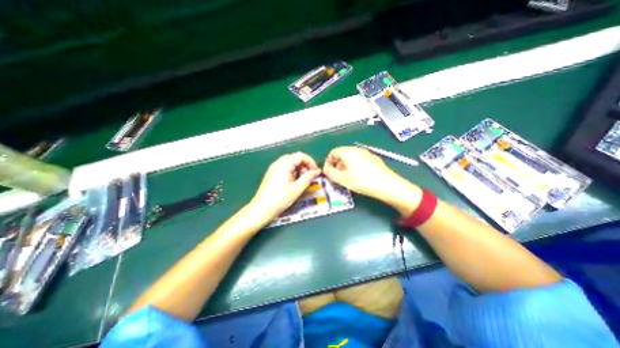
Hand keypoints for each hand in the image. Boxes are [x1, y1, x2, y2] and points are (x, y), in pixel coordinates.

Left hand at [250, 151, 321, 219]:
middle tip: (309, 177)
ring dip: (299, 169)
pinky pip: (285, 168)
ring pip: (290, 163)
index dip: (310, 162)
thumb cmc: (280, 199)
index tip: (315, 172)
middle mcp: (278, 163)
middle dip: (305, 165)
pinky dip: (292, 172)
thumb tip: (317, 171)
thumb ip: (308, 178)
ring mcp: (274, 168)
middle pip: (295, 158)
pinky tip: (293, 182)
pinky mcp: (272, 174)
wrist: (261, 209)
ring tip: (301, 181)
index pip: (300, 155)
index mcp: (284, 164)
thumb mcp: (297, 189)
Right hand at [322, 145, 399, 199]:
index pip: (332, 152)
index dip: (328, 162)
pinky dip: (355, 166)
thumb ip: (330, 173)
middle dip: (337, 164)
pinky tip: (359, 176)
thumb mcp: (342, 179)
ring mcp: (366, 153)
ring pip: (351, 157)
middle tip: (338, 176)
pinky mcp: (373, 158)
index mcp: (347, 152)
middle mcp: (356, 149)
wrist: (386, 185)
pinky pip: (359, 160)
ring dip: (346, 166)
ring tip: (348, 177)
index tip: (329, 173)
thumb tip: (326, 168)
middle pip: (342, 154)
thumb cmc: (362, 181)